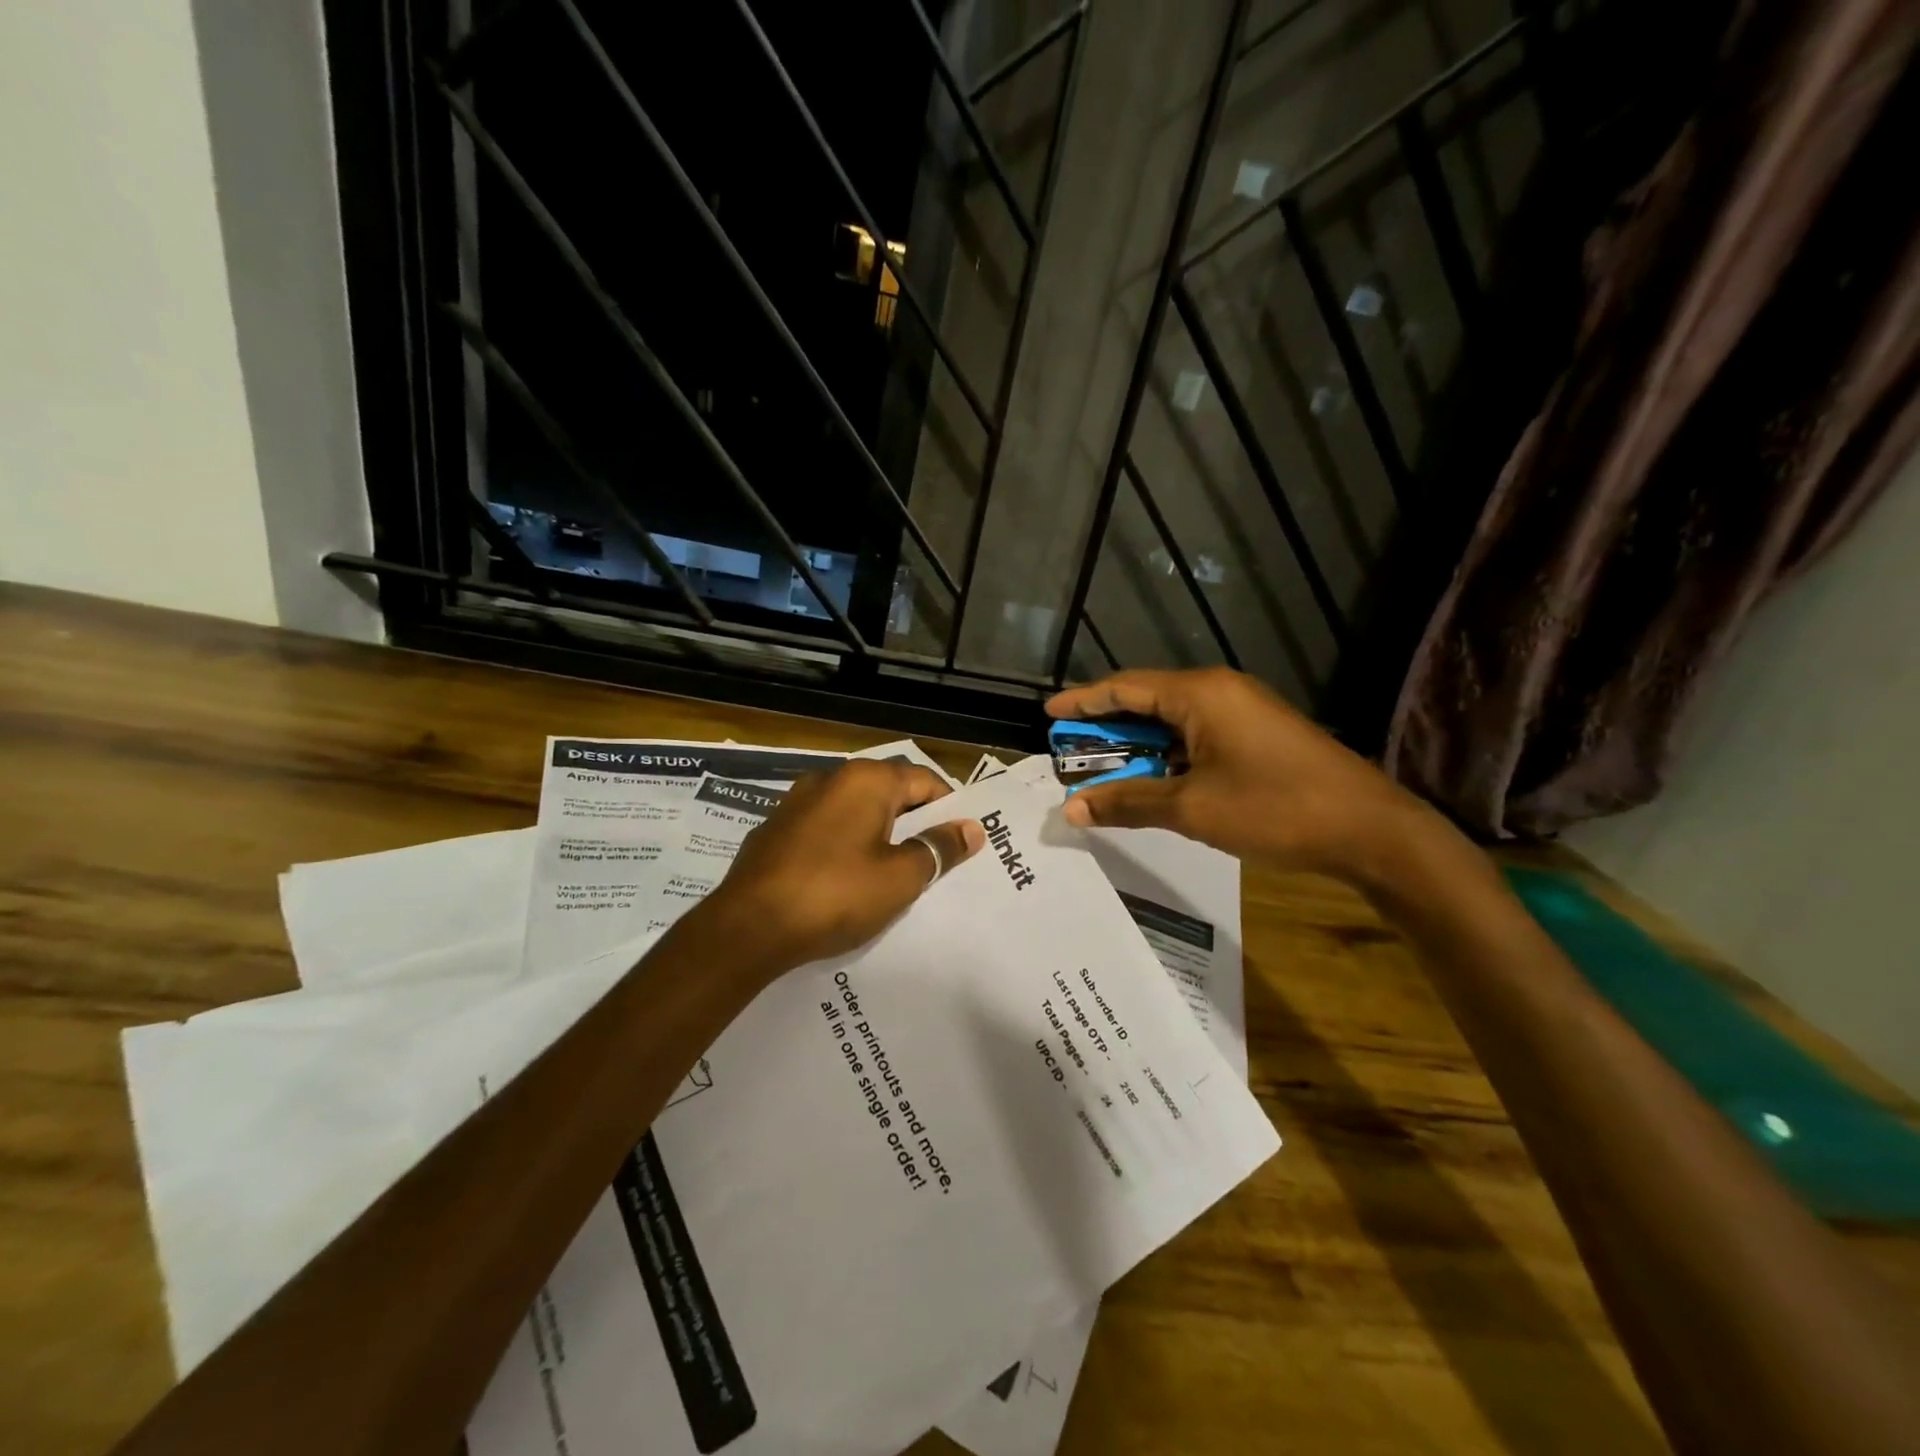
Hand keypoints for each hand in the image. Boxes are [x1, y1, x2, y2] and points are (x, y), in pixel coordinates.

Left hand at [688, 759, 984, 977]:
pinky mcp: (775, 830)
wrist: (747, 927)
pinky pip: (825, 829)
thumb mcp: (900, 878)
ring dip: (878, 835)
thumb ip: (938, 848)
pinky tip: (845, 880)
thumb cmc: (834, 895)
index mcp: (866, 781)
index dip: (949, 809)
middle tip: (933, 860)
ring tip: (892, 873)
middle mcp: (830, 779)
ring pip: (855, 811)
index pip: (925, 780)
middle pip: (889, 792)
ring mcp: (796, 803)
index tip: (961, 841)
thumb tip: (971, 828)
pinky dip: (845, 845)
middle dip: (914, 823)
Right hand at [1047, 668, 1436, 882]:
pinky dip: (1167, 754)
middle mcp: (1219, 691)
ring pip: (1172, 721)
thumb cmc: (1274, 809)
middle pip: (1147, 701)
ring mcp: (1243, 711)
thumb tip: (1072, 809)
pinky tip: (1153, 779)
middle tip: (1069, 752)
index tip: (1048, 714)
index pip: (1125, 688)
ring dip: (1137, 745)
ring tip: (1103, 770)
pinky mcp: (1258, 734)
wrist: (1369, 830)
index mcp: (1200, 694)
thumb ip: (1128, 802)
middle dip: (1106, 728)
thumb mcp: (1191, 809)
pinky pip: (1197, 735)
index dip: (1083, 701)